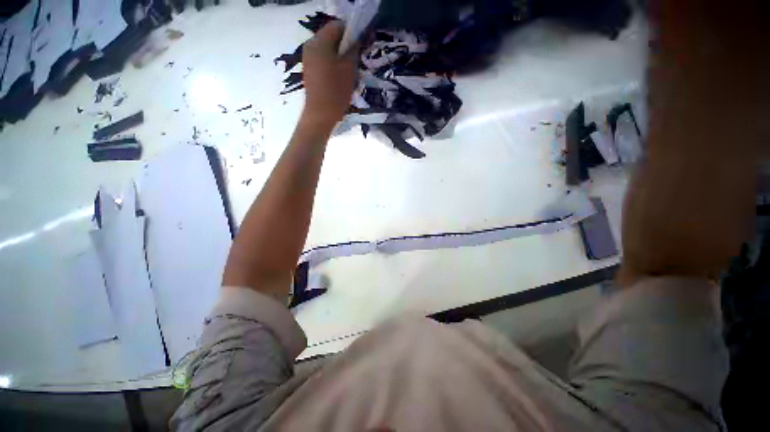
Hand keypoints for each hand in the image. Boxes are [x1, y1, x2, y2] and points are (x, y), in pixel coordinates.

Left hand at [302, 21, 358, 126]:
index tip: (363, 42)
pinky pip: (323, 60)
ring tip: (351, 69)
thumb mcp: (349, 69)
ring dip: (340, 55)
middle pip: (331, 37)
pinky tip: (341, 77)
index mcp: (319, 42)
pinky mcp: (309, 71)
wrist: (320, 115)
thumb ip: (354, 49)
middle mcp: (310, 46)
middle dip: (346, 44)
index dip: (352, 31)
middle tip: (358, 58)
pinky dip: (333, 63)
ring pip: (328, 49)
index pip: (337, 26)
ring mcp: (308, 59)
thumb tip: (358, 38)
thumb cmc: (336, 91)